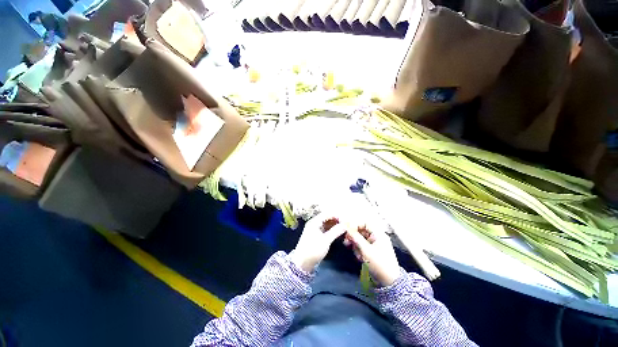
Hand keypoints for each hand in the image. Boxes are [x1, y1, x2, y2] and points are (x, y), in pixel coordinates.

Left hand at [289, 214, 345, 271]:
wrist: (302, 263)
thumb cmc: (314, 249)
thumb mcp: (326, 240)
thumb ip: (335, 231)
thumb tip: (345, 225)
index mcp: (315, 221)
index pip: (327, 214)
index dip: (337, 215)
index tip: (346, 220)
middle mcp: (314, 223)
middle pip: (327, 218)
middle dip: (337, 220)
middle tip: (347, 224)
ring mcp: (315, 229)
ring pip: (327, 223)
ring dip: (335, 225)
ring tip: (344, 228)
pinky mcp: (316, 235)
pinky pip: (325, 229)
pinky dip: (331, 230)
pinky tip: (338, 232)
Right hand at [344, 224, 400, 286]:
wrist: (389, 283)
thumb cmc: (379, 264)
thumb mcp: (366, 250)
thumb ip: (355, 237)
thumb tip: (346, 226)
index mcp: (378, 234)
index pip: (365, 223)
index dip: (355, 224)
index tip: (347, 230)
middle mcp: (376, 236)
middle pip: (361, 230)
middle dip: (353, 236)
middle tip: (346, 241)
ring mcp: (374, 244)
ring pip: (360, 238)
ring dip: (355, 244)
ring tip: (356, 253)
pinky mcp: (371, 251)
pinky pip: (361, 246)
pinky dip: (358, 250)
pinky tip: (359, 258)